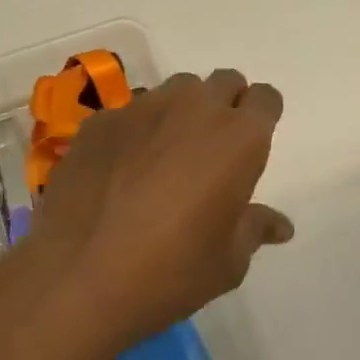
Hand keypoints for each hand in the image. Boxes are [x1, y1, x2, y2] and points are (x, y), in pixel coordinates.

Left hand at [25, 69, 291, 350]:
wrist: (77, 278)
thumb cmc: (170, 272)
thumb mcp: (227, 262)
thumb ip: (255, 228)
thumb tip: (281, 225)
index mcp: (239, 138)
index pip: (265, 98)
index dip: (261, 117)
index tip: (250, 145)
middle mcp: (195, 108)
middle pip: (224, 82)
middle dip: (225, 105)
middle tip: (211, 149)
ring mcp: (143, 108)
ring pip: (176, 90)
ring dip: (181, 112)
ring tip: (164, 155)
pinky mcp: (101, 120)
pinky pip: (131, 110)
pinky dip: (136, 129)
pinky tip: (119, 169)